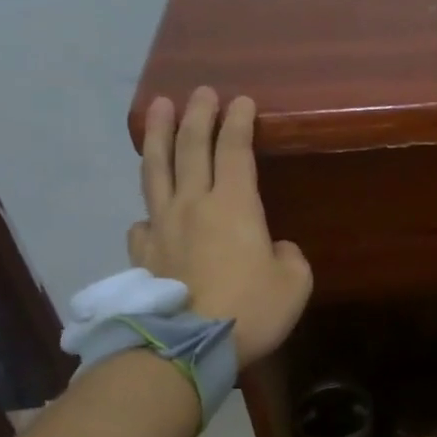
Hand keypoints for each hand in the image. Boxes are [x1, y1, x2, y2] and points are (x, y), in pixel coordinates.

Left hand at [130, 88, 311, 366]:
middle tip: (200, 92)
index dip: (239, 121)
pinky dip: (147, 210)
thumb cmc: (251, 309)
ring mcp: (162, 226)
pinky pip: (142, 221)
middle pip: (190, 147)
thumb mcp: (294, 283)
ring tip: (156, 109)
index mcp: (233, 204)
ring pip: (156, 170)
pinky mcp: (144, 254)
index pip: (234, 148)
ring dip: (157, 135)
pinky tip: (149, 213)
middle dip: (197, 114)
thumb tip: (274, 248)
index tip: (242, 100)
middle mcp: (193, 204)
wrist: (191, 345)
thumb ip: (289, 256)